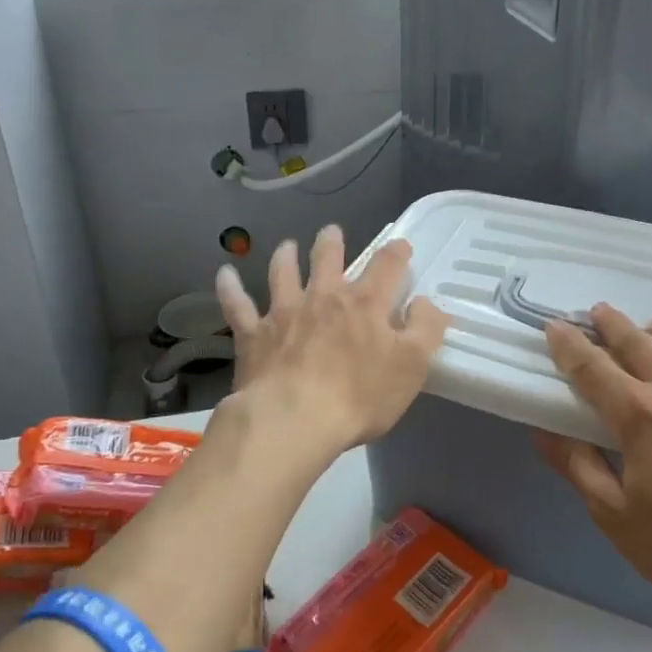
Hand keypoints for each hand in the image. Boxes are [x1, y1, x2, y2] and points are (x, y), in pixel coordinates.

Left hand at [215, 226, 448, 460]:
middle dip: (332, 242)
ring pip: (283, 272)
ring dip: (286, 256)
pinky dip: (230, 287)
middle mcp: (324, 297)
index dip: (397, 252)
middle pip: (328, 258)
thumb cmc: (359, 397)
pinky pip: (237, 304)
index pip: (387, 266)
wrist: (294, 419)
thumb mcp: (411, 367)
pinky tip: (224, 274)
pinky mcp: (253, 333)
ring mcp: (285, 312)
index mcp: (365, 304)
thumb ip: (425, 330)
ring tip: (287, 246)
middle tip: (331, 232)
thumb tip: (427, 302)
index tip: (401, 246)